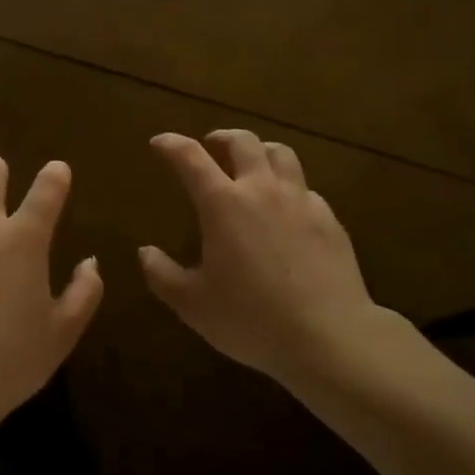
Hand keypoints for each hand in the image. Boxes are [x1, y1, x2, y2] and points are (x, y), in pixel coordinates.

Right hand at [141, 130, 376, 386]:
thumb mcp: (193, 305)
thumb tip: (145, 253)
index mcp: (223, 204)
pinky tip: (286, 208)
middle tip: (211, 146)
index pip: (191, 157)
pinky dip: (288, 187)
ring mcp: (299, 200)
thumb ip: (163, 275)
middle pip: (242, 142)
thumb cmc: (251, 319)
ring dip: (260, 151)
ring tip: (252, 164)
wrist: (329, 336)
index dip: (171, 144)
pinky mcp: (329, 218)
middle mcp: (261, 190)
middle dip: (222, 137)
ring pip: (280, 154)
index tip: (159, 142)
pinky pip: (305, 188)